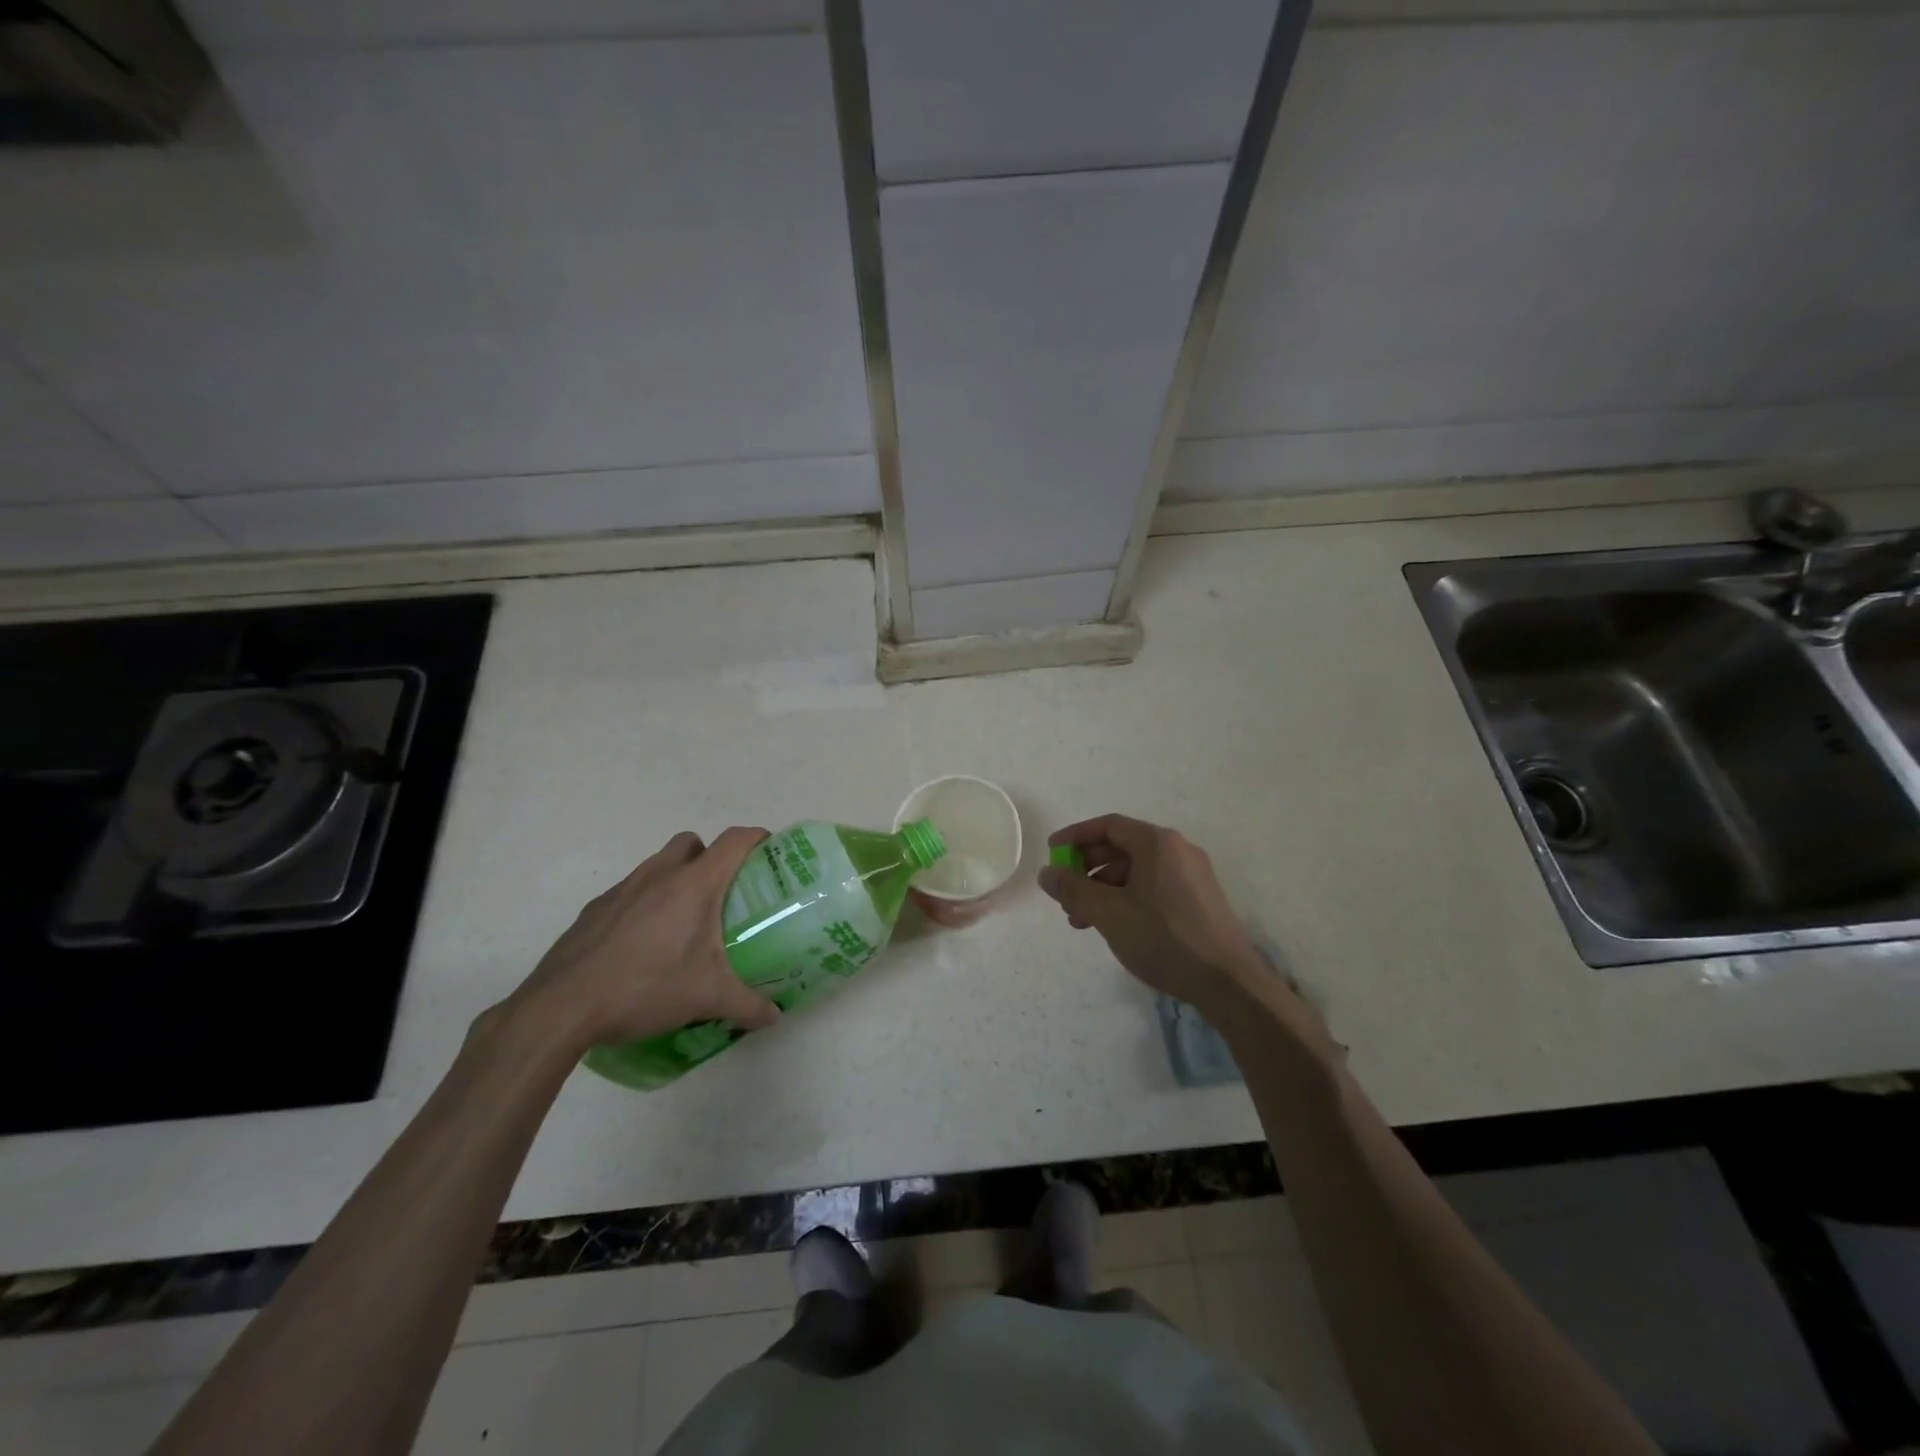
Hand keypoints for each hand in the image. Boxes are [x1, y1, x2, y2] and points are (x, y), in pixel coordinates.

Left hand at [507, 828, 779, 1053]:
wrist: (562, 1008)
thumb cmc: (645, 988)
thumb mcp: (707, 999)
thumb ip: (748, 1005)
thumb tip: (774, 1016)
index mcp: (693, 885)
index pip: (734, 841)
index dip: (756, 838)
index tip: (769, 853)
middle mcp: (658, 875)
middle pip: (692, 843)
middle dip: (710, 857)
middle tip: (722, 894)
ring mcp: (622, 890)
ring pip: (657, 865)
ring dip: (675, 879)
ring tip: (682, 923)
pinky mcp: (594, 910)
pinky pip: (629, 892)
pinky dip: (644, 905)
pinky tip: (643, 945)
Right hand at [1038, 814, 1269, 1016]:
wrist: (1229, 982)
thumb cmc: (1164, 938)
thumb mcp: (1109, 913)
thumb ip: (1073, 889)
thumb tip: (1047, 873)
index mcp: (1158, 843)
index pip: (1108, 826)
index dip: (1075, 837)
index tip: (1052, 853)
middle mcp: (1177, 850)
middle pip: (1122, 848)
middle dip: (1087, 869)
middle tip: (1064, 893)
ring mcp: (1192, 875)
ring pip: (1136, 871)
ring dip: (1104, 889)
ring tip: (1081, 920)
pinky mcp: (1199, 899)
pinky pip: (1153, 887)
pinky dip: (1126, 899)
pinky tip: (1113, 927)